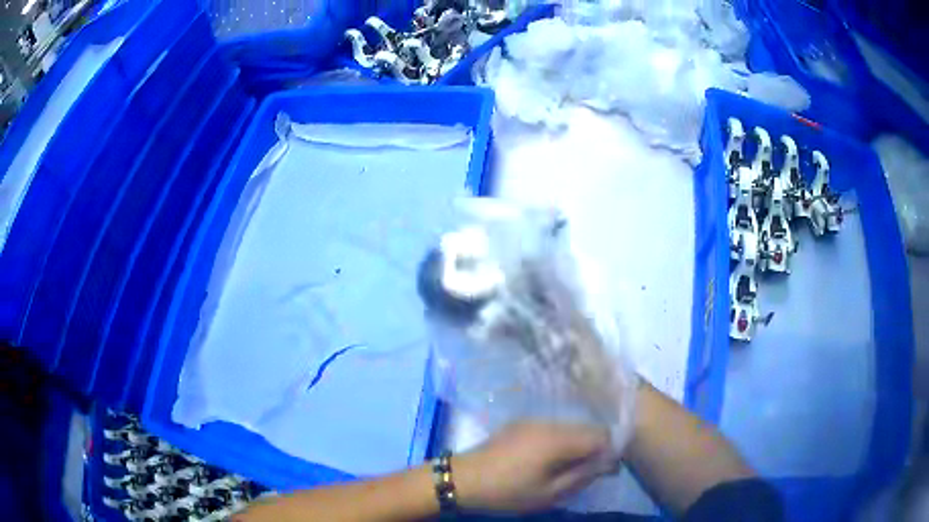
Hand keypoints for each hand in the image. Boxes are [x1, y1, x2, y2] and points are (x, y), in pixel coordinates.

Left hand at [453, 422, 619, 513]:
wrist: (462, 479)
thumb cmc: (507, 491)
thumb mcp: (549, 493)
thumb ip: (583, 475)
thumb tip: (609, 464)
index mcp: (559, 439)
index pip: (601, 435)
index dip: (610, 452)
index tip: (606, 472)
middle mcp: (549, 423)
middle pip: (587, 428)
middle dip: (595, 448)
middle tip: (589, 474)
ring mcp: (533, 421)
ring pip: (570, 427)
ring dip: (578, 445)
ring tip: (569, 469)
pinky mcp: (520, 424)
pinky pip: (552, 428)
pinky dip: (561, 442)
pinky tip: (549, 461)